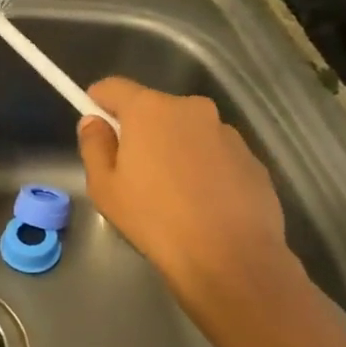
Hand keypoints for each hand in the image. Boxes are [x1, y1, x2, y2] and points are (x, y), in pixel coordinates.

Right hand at [77, 78, 299, 337]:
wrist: (231, 259)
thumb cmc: (156, 220)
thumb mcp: (105, 188)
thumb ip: (94, 146)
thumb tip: (94, 122)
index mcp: (150, 109)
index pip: (114, 87)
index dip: (98, 102)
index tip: (95, 127)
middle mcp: (191, 108)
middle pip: (153, 109)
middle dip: (140, 132)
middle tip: (132, 173)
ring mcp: (226, 132)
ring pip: (187, 132)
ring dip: (175, 150)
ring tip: (173, 196)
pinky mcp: (251, 158)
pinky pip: (215, 154)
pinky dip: (205, 169)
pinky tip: (203, 205)